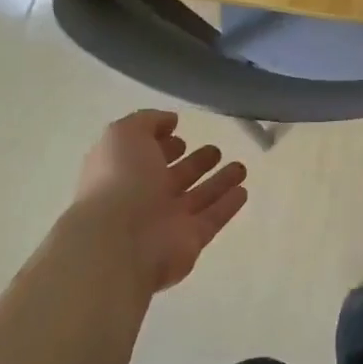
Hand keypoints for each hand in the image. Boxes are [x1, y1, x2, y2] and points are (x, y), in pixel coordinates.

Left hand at [70, 110, 247, 293]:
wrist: (120, 242)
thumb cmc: (119, 181)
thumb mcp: (124, 135)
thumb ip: (147, 121)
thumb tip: (170, 121)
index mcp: (124, 171)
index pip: (146, 155)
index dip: (162, 144)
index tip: (181, 134)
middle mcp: (145, 197)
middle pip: (175, 177)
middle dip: (194, 163)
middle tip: (215, 151)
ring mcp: (168, 221)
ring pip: (199, 197)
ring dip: (218, 182)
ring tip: (240, 167)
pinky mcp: (191, 240)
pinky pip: (213, 219)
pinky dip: (227, 205)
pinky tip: (243, 191)